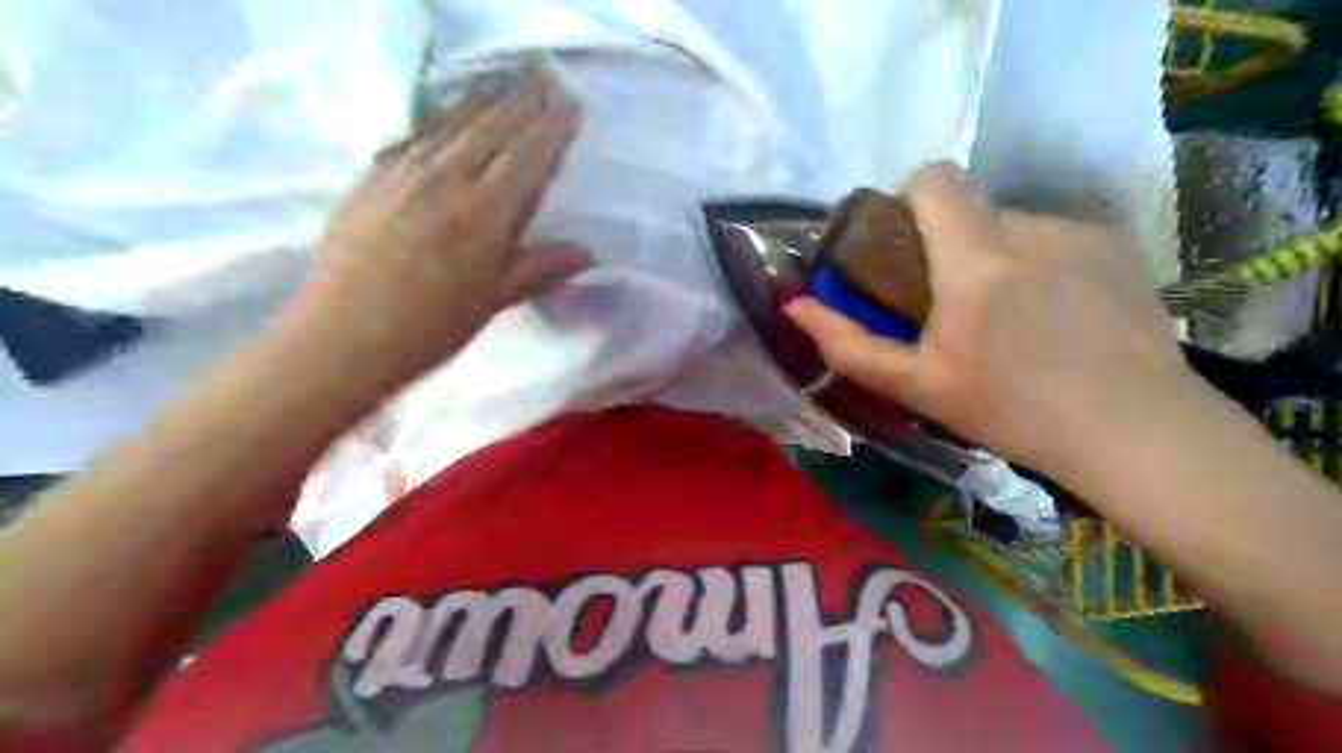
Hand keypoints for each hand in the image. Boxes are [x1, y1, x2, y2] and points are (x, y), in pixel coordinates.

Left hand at [286, 65, 586, 387]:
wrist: (342, 336)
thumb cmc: (430, 327)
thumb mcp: (494, 300)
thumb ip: (541, 267)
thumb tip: (588, 252)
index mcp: (484, 213)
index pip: (526, 156)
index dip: (550, 128)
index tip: (568, 104)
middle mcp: (446, 180)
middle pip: (491, 129)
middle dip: (521, 103)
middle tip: (542, 80)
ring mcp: (404, 174)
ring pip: (452, 125)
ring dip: (483, 102)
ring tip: (504, 87)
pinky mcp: (372, 178)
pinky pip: (414, 137)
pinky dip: (439, 121)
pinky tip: (446, 117)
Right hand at [789, 166, 1194, 477]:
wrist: (1133, 430)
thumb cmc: (1011, 410)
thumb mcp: (917, 385)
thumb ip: (849, 344)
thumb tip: (795, 305)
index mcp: (975, 258)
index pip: (933, 178)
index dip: (909, 200)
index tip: (906, 248)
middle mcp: (1029, 227)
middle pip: (969, 208)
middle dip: (951, 245)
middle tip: (955, 307)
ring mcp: (1079, 232)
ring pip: (1012, 225)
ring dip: (996, 258)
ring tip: (1011, 320)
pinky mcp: (1116, 246)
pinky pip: (1053, 238)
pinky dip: (1038, 266)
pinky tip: (1054, 318)